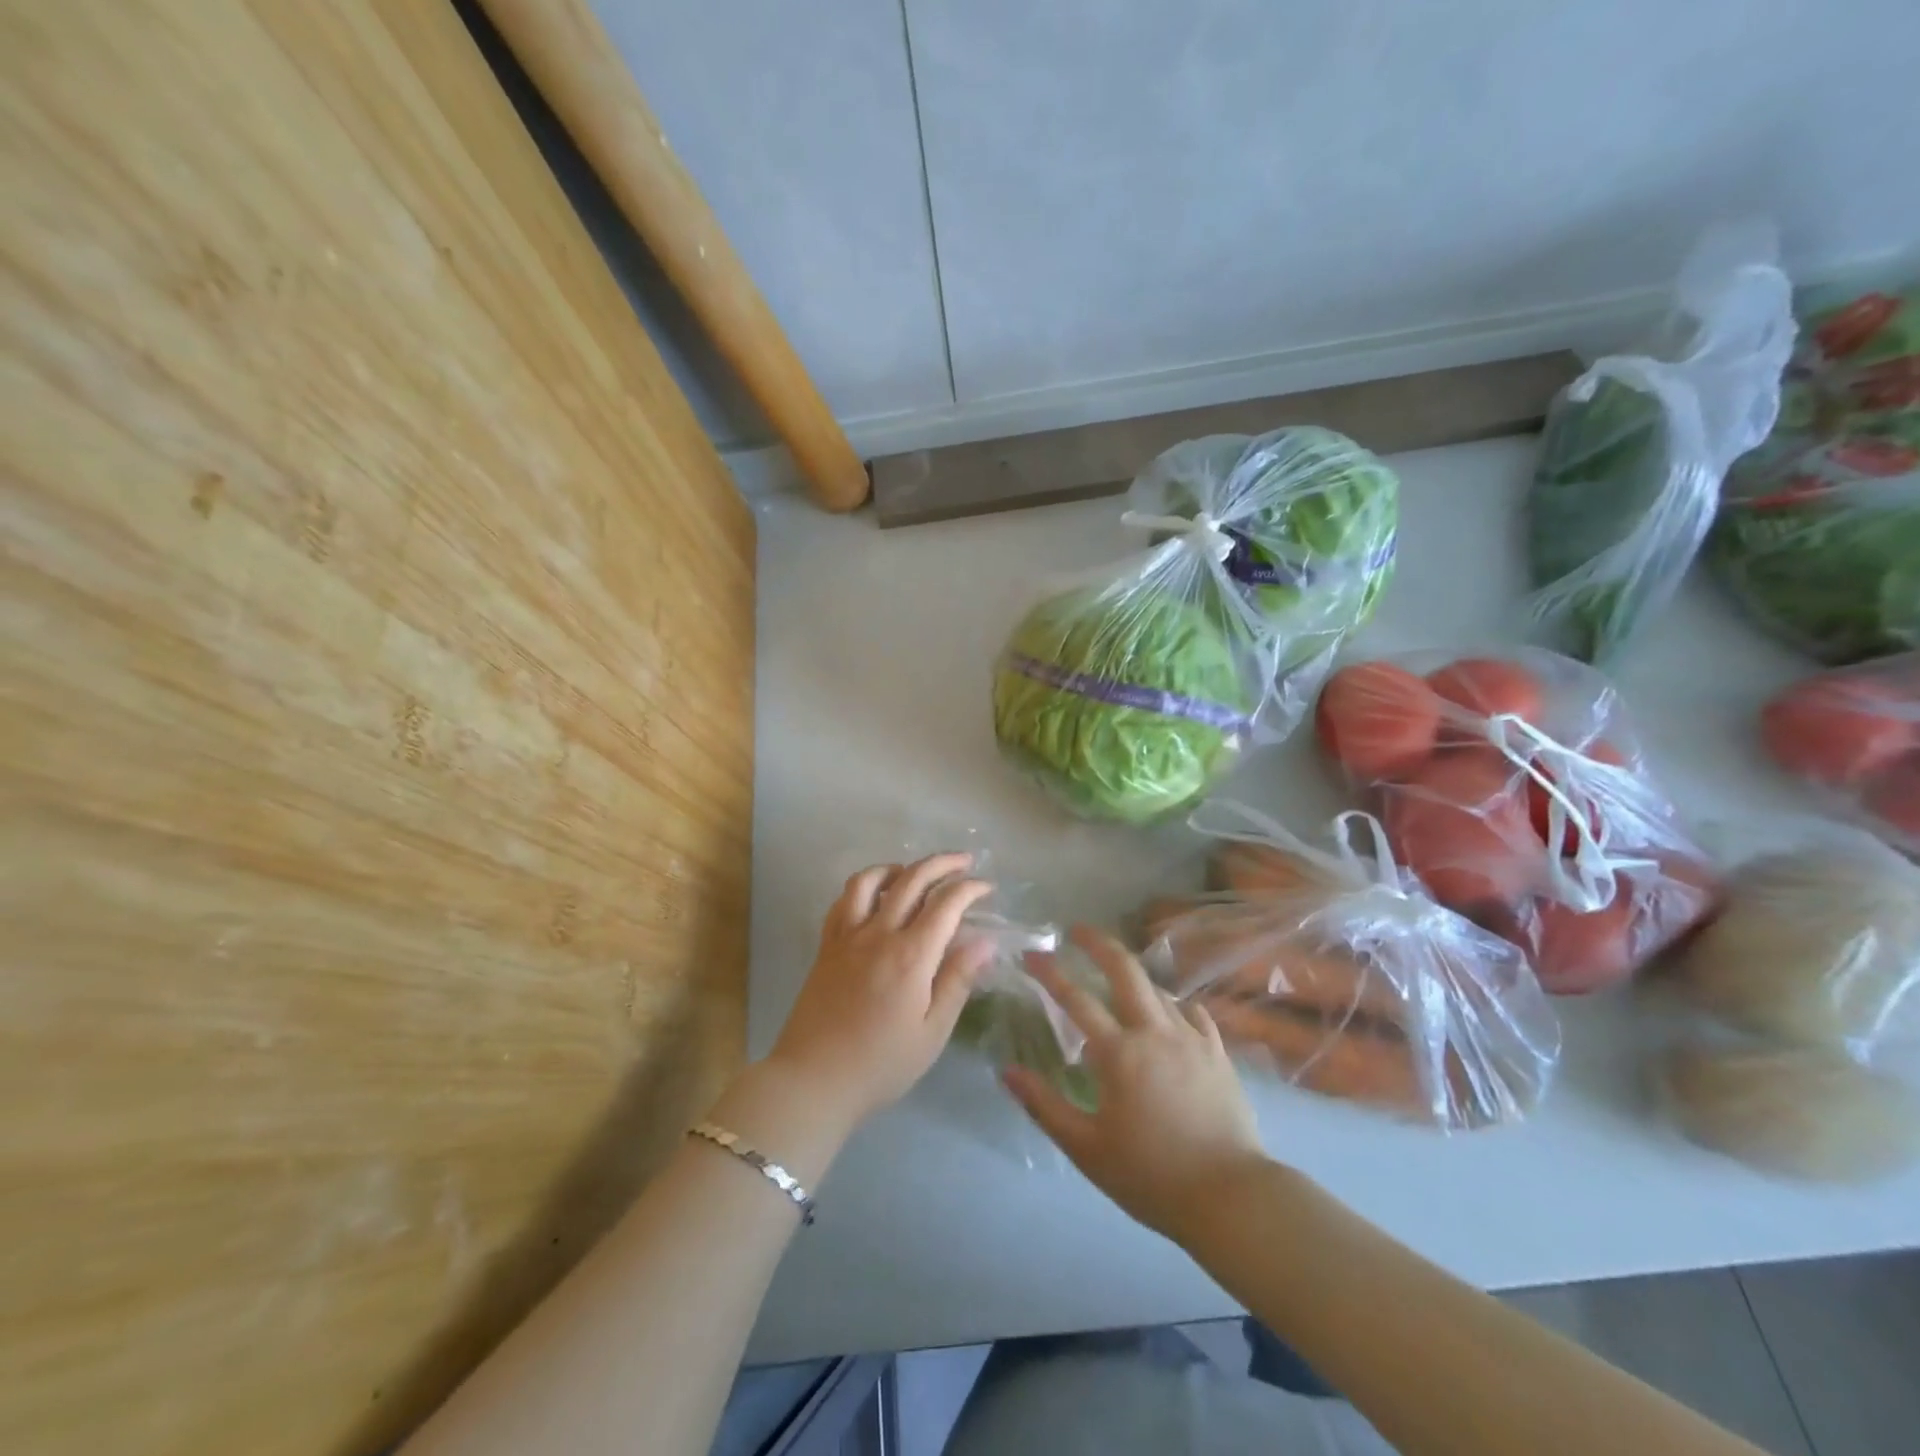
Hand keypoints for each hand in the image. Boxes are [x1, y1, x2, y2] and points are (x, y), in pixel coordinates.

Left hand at [766, 853, 995, 1132]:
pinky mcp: (826, 945)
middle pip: (912, 879)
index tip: (987, 887)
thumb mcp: (932, 1032)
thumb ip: (957, 980)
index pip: (946, 903)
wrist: (813, 1080)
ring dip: (898, 867)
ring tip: (914, 873)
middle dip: (942, 863)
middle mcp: (879, 933)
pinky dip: (864, 886)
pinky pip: (843, 900)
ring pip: (871, 880)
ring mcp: (848, 936)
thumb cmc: (881, 1064)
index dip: (970, 888)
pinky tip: (874, 896)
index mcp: (911, 955)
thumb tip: (985, 941)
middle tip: (964, 862)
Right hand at [1005, 926, 1268, 1242]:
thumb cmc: (1150, 1175)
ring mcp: (1191, 1038)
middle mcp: (1154, 1031)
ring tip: (1117, 977)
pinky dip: (1173, 1004)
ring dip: (1133, 975)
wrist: (1232, 1197)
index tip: (1031, 954)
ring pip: (1158, 988)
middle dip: (1098, 942)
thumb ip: (1044, 1105)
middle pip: (1125, 969)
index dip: (1050, 972)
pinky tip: (1169, 1013)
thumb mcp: (1086, 1148)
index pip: (1075, 998)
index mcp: (1118, 1052)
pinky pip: (1192, 1012)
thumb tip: (1006, 1070)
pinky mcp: (1218, 1052)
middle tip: (1077, 930)